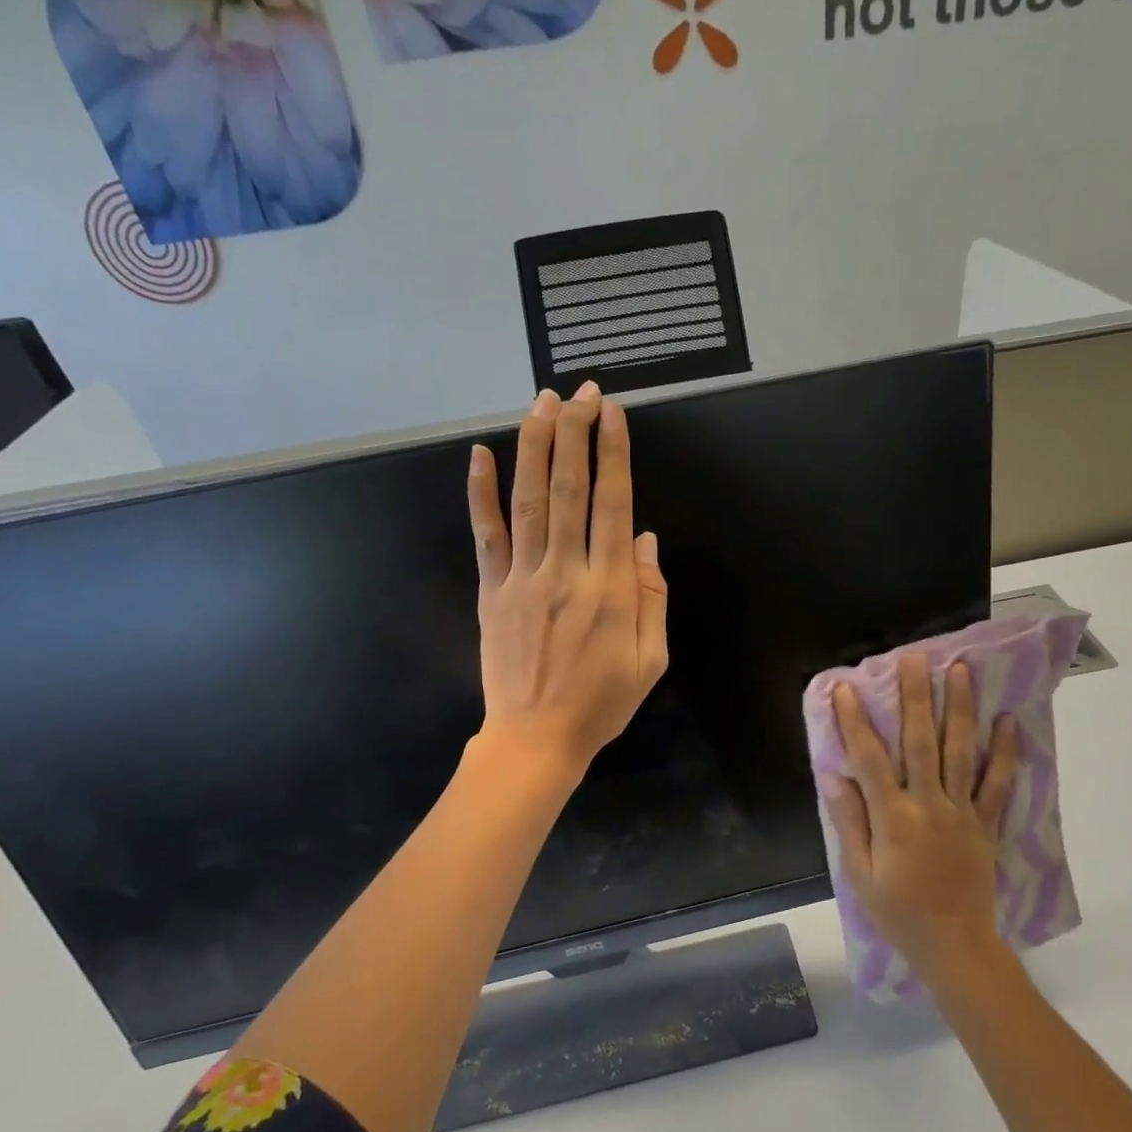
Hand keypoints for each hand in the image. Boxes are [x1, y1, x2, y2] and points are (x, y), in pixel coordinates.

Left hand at [467, 382, 668, 777]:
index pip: (613, 505)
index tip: (612, 413)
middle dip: (575, 434)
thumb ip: (651, 597)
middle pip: (569, 490)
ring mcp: (522, 579)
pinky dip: (480, 494)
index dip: (614, 454)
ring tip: (540, 403)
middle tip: (579, 392)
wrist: (536, 739)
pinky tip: (479, 454)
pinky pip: (486, 535)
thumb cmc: (602, 702)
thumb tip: (645, 540)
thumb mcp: (651, 659)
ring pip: (528, 501)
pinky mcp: (493, 592)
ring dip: (534, 447)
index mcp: (610, 589)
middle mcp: (565, 572)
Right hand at [822, 654, 1020, 978]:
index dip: (856, 721)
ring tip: (960, 670)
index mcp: (893, 818)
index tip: (846, 688)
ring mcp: (963, 812)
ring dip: (959, 708)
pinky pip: (999, 783)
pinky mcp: (987, 823)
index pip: (869, 759)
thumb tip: (833, 775)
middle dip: (915, 697)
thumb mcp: (859, 873)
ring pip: (961, 751)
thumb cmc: (898, 912)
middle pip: (920, 742)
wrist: (955, 946)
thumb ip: (849, 821)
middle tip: (914, 657)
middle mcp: (930, 805)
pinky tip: (1008, 720)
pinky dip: (1005, 752)